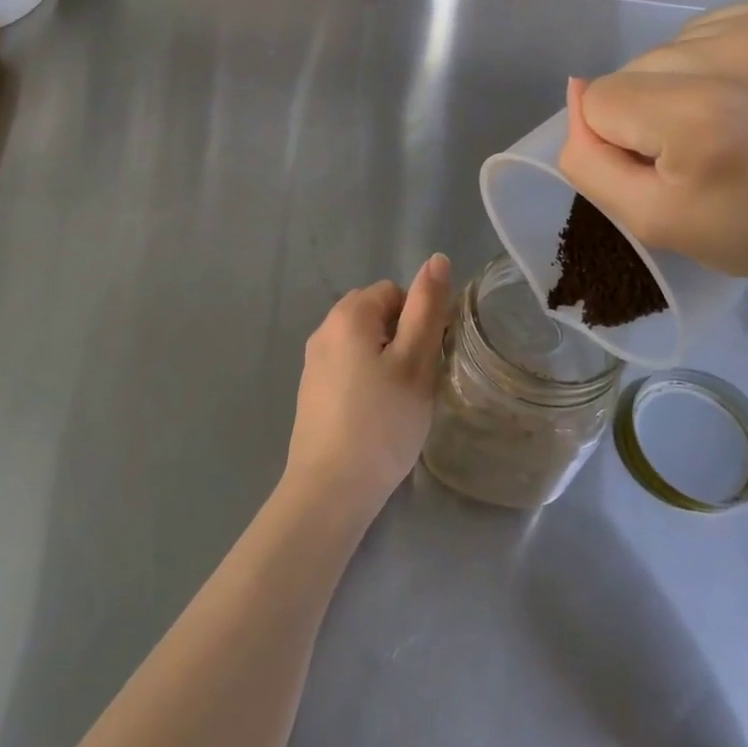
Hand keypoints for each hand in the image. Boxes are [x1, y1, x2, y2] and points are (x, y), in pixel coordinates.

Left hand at [284, 255, 452, 519]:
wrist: (330, 488)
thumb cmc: (382, 422)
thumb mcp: (416, 362)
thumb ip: (427, 308)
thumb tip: (437, 259)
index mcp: (348, 315)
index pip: (393, 291)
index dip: (418, 318)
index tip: (427, 357)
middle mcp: (324, 329)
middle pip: (375, 313)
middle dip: (401, 337)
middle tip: (416, 379)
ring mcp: (313, 361)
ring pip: (361, 342)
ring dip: (384, 359)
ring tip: (399, 400)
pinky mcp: (310, 390)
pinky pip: (347, 366)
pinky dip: (365, 379)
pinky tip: (375, 414)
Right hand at [557, 0, 747, 310]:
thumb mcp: (653, 223)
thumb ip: (589, 161)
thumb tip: (574, 89)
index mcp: (698, 116)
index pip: (600, 100)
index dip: (623, 142)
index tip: (675, 171)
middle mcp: (736, 52)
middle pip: (635, 67)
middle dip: (652, 110)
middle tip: (710, 153)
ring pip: (674, 45)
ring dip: (687, 82)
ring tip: (738, 122)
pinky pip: (720, 25)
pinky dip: (723, 58)